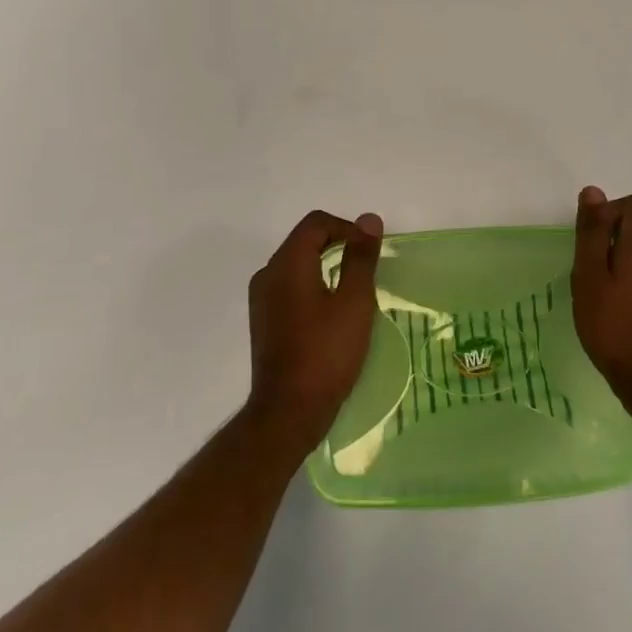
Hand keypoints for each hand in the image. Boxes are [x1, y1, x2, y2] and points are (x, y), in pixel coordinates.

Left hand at [246, 210, 382, 451]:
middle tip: (366, 270)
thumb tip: (368, 219)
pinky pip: (290, 287)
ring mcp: (261, 299)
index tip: (370, 252)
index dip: (347, 228)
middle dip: (338, 245)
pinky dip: (312, 286)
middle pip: (305, 240)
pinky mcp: (263, 321)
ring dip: (325, 267)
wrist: (288, 412)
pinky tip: (330, 314)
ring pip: (297, 265)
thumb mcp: (354, 301)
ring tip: (352, 292)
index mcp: (287, 262)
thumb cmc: (326, 352)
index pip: (317, 223)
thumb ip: (360, 256)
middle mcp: (268, 273)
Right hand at [571, 187, 631, 421]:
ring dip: (627, 264)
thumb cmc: (614, 326)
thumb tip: (593, 191)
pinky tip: (624, 314)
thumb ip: (591, 232)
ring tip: (605, 296)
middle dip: (615, 240)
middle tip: (591, 273)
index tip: (592, 243)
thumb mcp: (590, 276)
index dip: (611, 213)